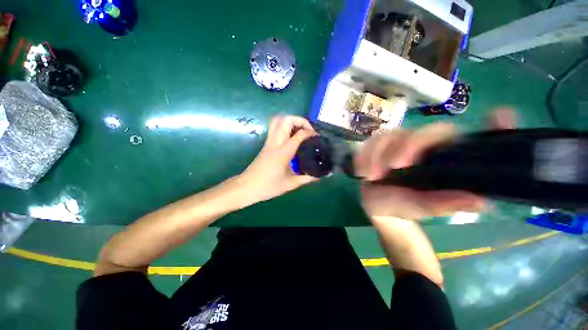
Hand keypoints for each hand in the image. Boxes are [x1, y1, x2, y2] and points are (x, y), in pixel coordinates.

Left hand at [236, 115, 318, 204]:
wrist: (246, 187)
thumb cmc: (268, 186)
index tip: (317, 138)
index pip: (299, 134)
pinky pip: (274, 128)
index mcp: (283, 151)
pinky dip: (284, 127)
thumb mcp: (291, 184)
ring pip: (277, 121)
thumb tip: (320, 175)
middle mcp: (275, 142)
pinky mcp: (266, 145)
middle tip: (308, 130)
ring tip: (300, 130)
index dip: (310, 133)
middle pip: (286, 120)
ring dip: (290, 121)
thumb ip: (307, 178)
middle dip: (300, 120)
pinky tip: (291, 138)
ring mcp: (269, 142)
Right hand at [356, 108, 515, 220]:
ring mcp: (399, 144)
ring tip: (371, 176)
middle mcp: (425, 147)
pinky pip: (370, 142)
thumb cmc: (404, 207)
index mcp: (444, 158)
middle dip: (408, 146)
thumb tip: (480, 201)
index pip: (469, 138)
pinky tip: (362, 171)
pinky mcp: (378, 147)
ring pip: (391, 134)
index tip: (500, 116)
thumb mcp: (424, 208)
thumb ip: (444, 203)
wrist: (379, 207)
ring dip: (378, 154)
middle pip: (426, 131)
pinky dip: (364, 156)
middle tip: (395, 166)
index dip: (490, 125)